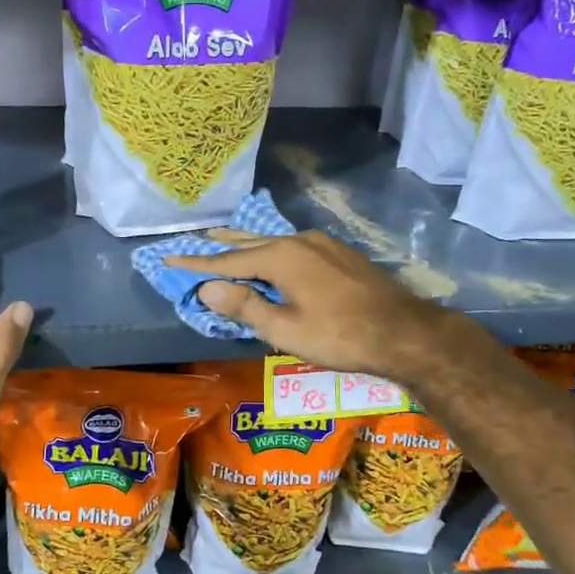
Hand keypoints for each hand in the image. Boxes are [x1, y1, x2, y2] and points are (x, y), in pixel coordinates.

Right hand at [168, 229, 466, 381]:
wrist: (405, 332)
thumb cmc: (340, 336)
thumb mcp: (286, 329)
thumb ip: (245, 306)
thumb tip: (208, 287)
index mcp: (281, 257)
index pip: (228, 260)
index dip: (197, 263)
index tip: (169, 259)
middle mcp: (299, 241)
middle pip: (250, 242)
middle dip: (221, 243)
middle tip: (196, 237)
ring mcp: (322, 244)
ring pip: (274, 242)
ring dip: (247, 244)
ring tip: (227, 239)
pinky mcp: (339, 253)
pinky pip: (293, 247)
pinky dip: (271, 251)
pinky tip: (272, 255)